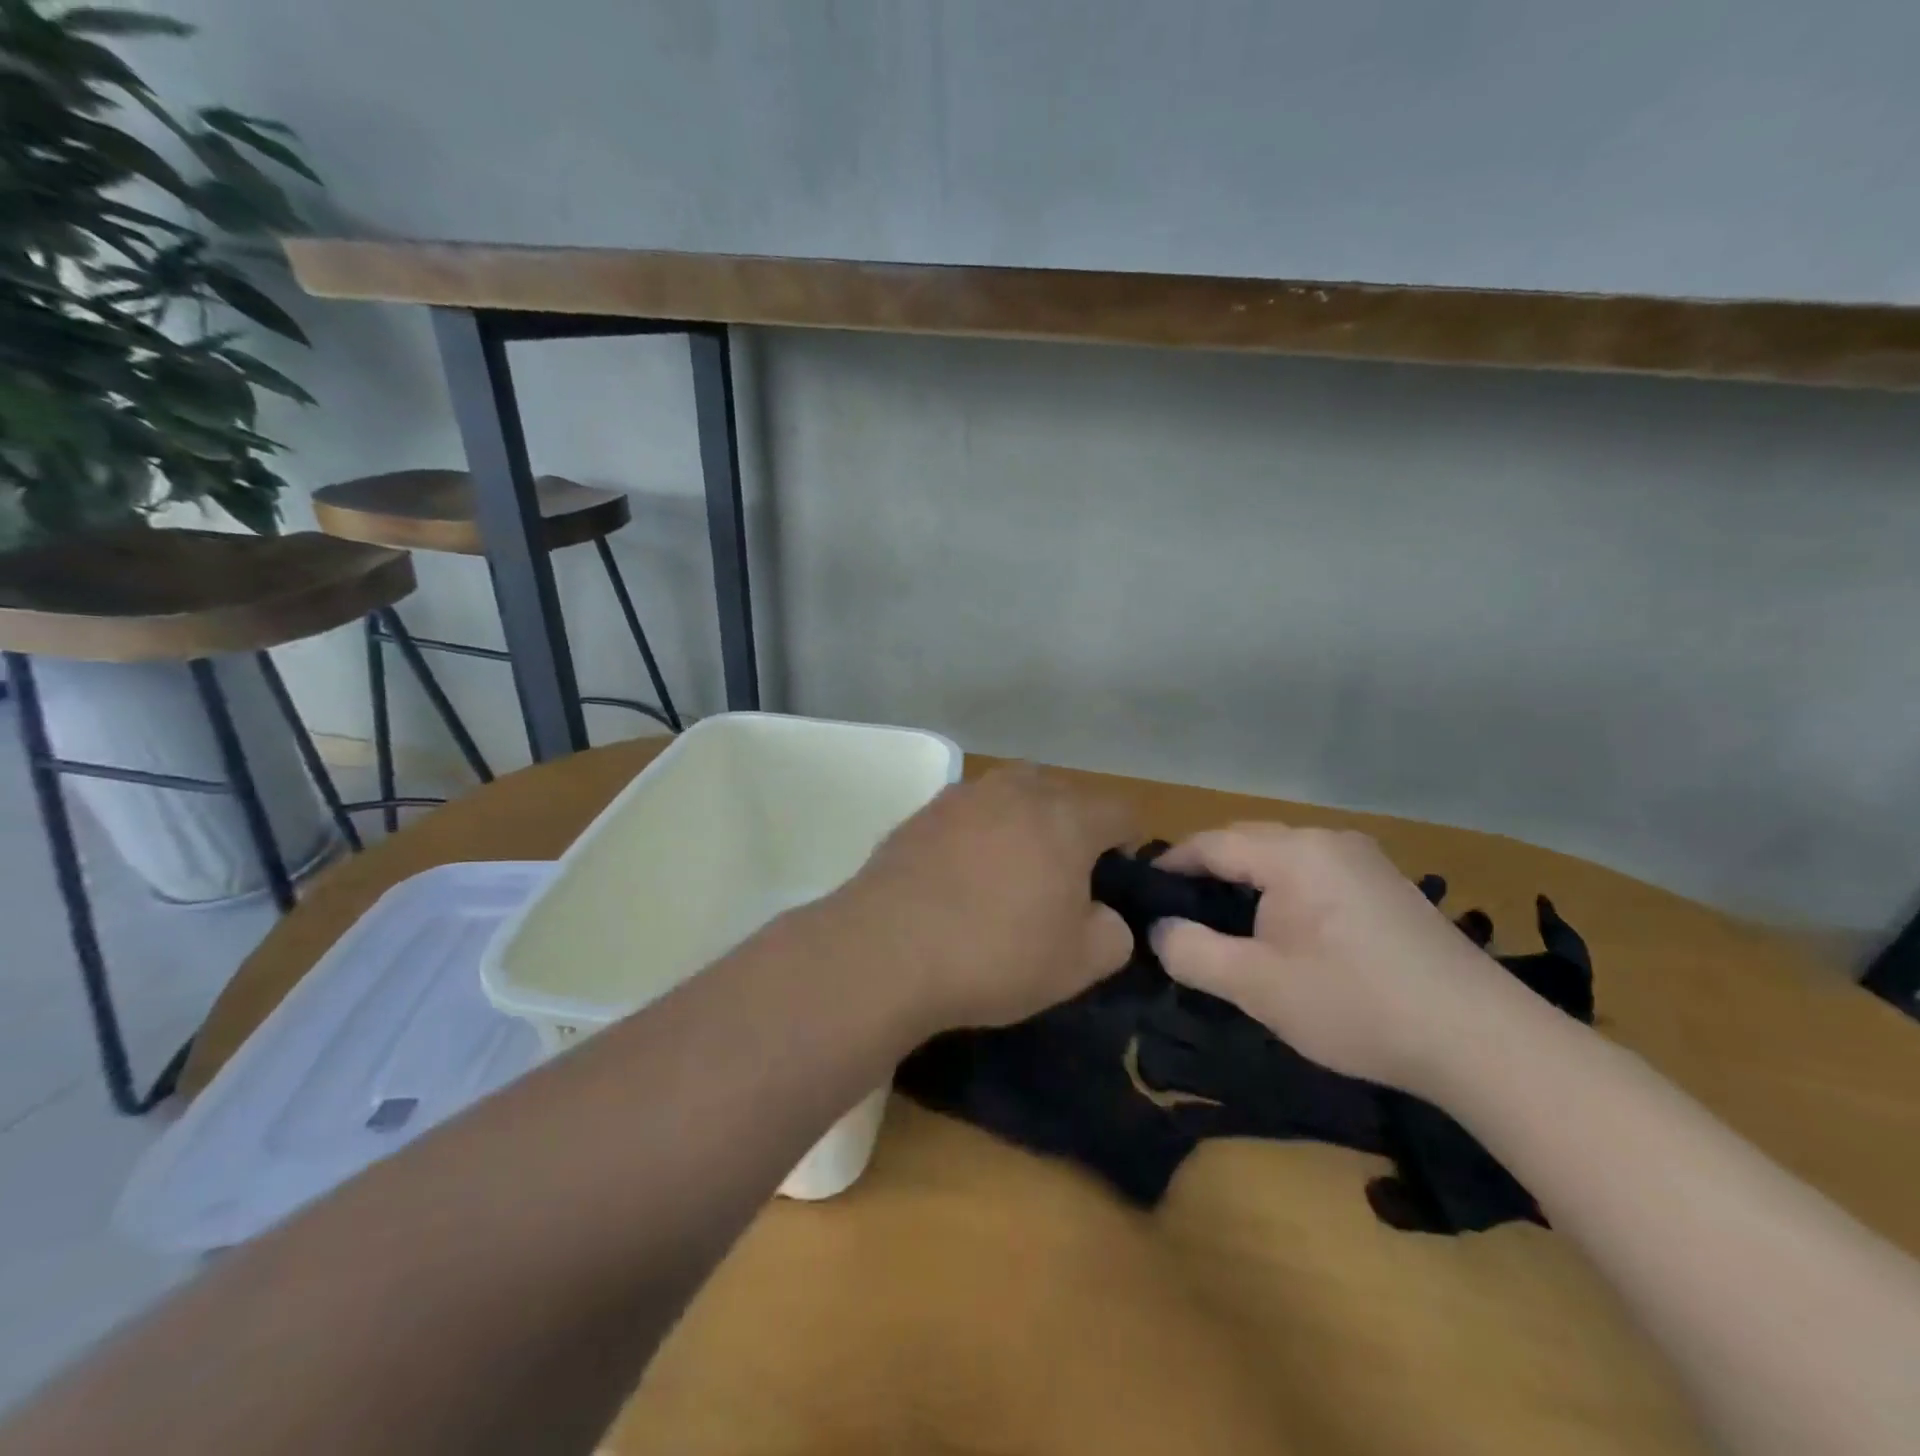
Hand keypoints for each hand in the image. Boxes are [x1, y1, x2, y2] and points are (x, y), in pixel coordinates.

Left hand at [834, 764, 1135, 1033]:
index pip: (1119, 810)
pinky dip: (977, 834)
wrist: (886, 950)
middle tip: (1065, 876)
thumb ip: (1114, 933)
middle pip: (1063, 793)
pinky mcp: (921, 813)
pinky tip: (961, 876)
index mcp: (1065, 817)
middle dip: (1074, 826)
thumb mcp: (1079, 964)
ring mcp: (962, 796)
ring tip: (1011, 870)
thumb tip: (1104, 915)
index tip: (1118, 878)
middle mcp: (1015, 791)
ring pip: (1010, 795)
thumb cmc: (995, 954)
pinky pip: (967, 814)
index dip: (1130, 842)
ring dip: (1022, 823)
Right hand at [1150, 824, 1516, 1092]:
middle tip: (1177, 917)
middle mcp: (1329, 840)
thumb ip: (1192, 952)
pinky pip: (1314, 874)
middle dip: (1207, 875)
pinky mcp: (1388, 887)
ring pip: (1282, 859)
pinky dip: (1283, 893)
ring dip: (1246, 885)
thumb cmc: (1357, 1005)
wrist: (1484, 1042)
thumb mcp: (1258, 986)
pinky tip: (1284, 933)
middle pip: (1247, 844)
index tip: (1140, 894)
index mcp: (1294, 852)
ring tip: (1223, 926)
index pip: (1211, 843)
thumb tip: (1159, 929)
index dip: (1170, 866)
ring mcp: (1365, 861)